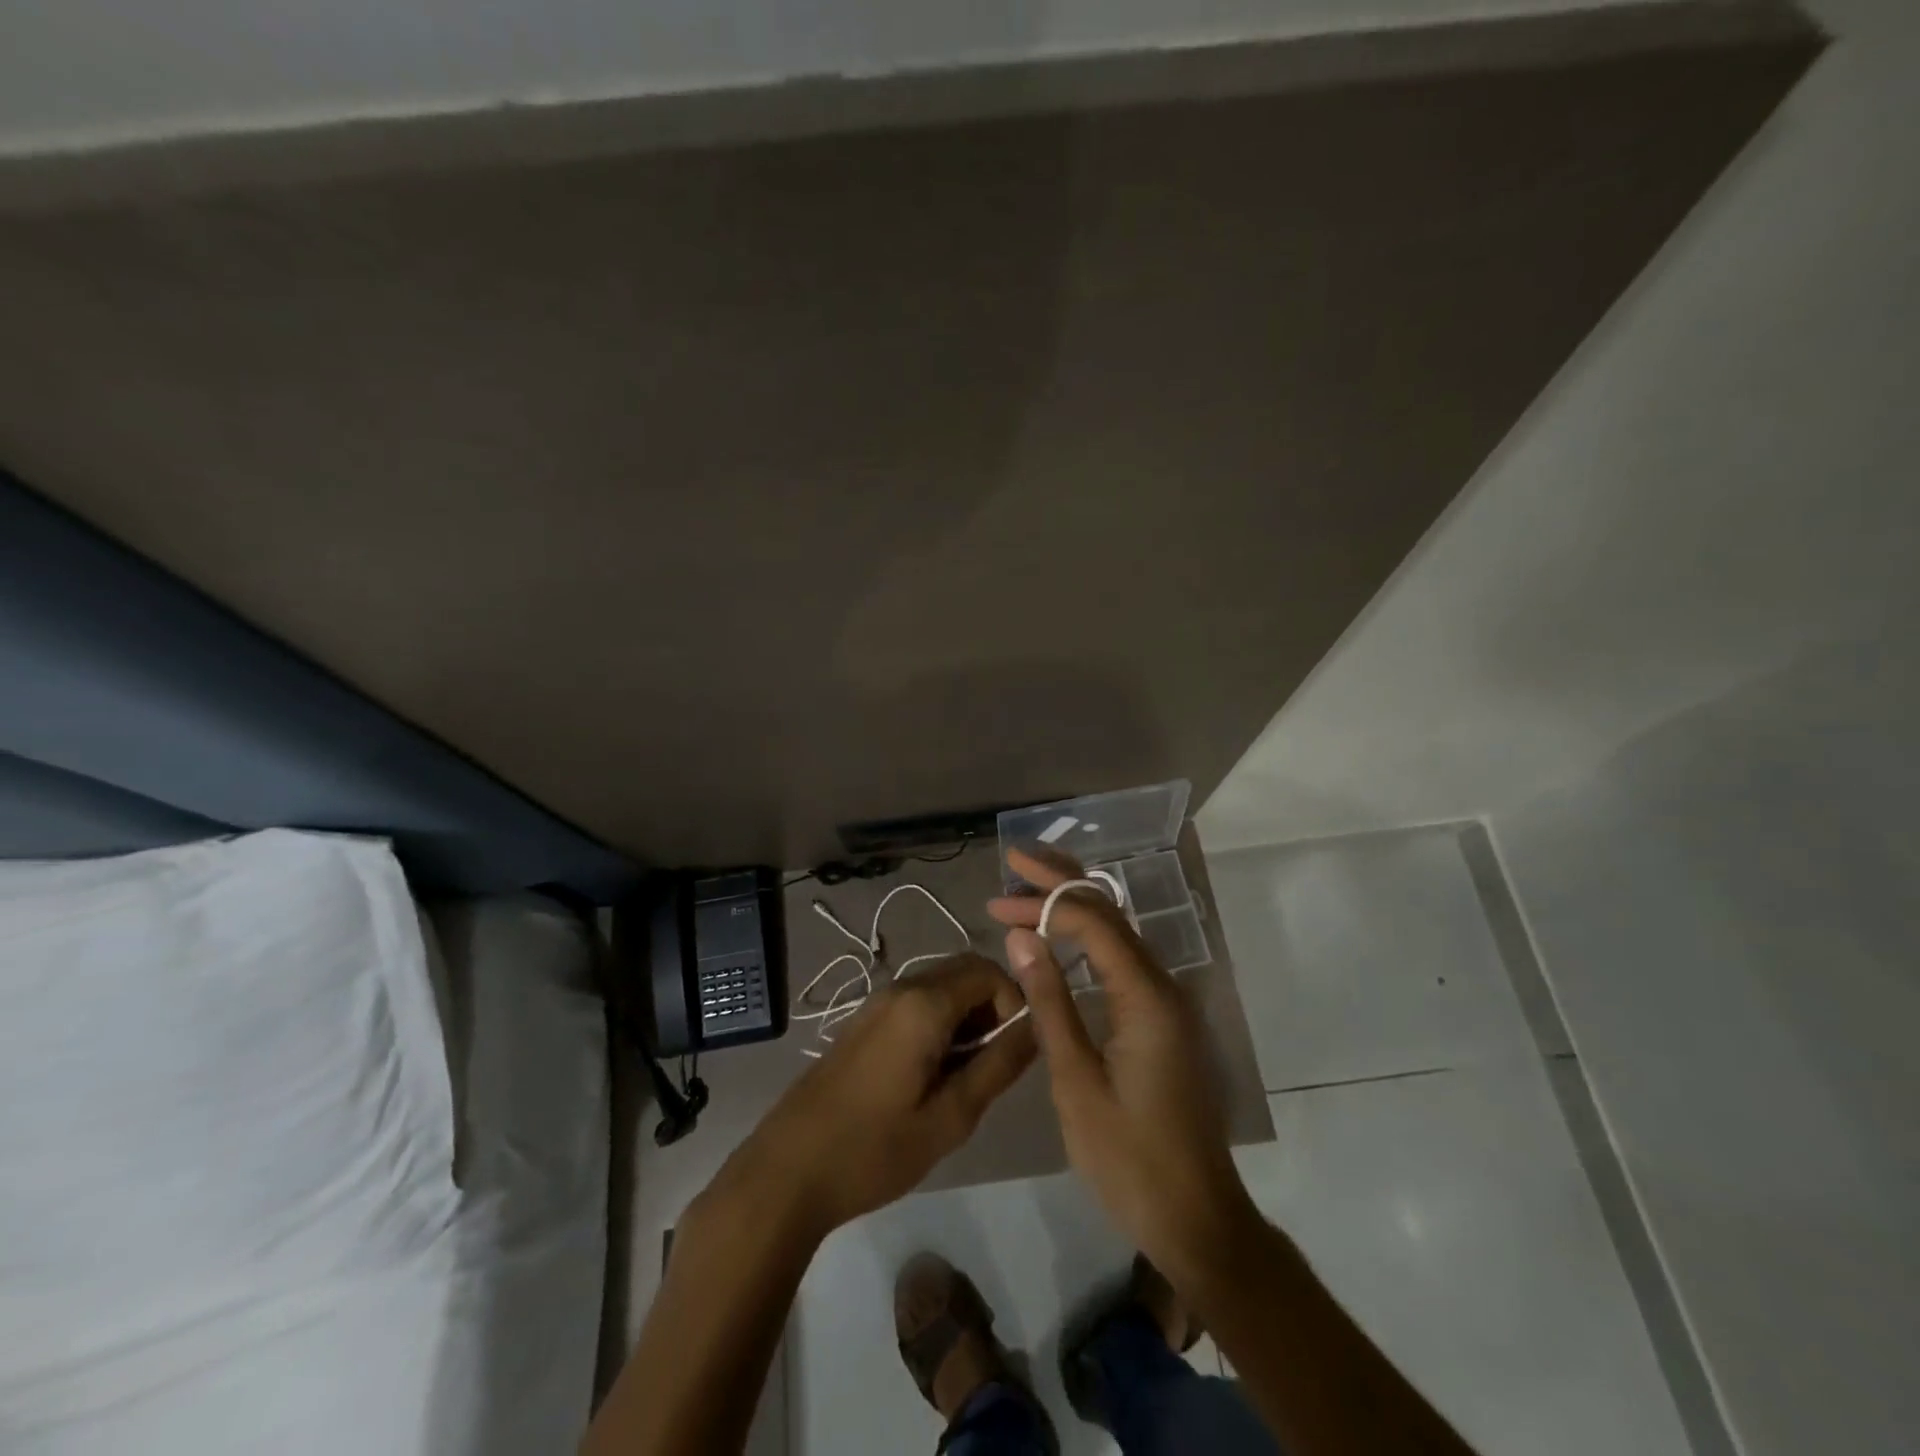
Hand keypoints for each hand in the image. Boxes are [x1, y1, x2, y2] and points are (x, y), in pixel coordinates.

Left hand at [711, 955, 1034, 1241]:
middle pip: (965, 972)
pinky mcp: (865, 1020)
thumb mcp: (950, 1117)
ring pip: (942, 987)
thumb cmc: (873, 1149)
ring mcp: (878, 1002)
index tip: (1014, 1050)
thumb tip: (1038, 1027)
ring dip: (966, 1017)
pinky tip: (931, 1074)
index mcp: (924, 1004)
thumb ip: (999, 1066)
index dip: (1015, 1002)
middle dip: (992, 1007)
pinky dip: (940, 1023)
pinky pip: (917, 1002)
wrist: (788, 1170)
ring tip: (963, 1076)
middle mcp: (900, 987)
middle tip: (992, 1063)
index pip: (990, 971)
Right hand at [989, 847, 1258, 1281]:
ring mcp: (1168, 1003)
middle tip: (1015, 860)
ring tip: (1029, 889)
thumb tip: (1020, 937)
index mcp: (1146, 997)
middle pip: (1112, 913)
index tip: (996, 899)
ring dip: (1075, 906)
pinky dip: (1089, 938)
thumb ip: (1049, 1002)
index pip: (1094, 923)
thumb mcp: (1076, 1081)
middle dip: (1062, 883)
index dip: (1044, 903)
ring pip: (1120, 933)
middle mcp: (1164, 986)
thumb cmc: (1128, 1156)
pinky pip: (1124, 960)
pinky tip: (1063, 938)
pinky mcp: (1163, 1020)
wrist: (1195, 1217)